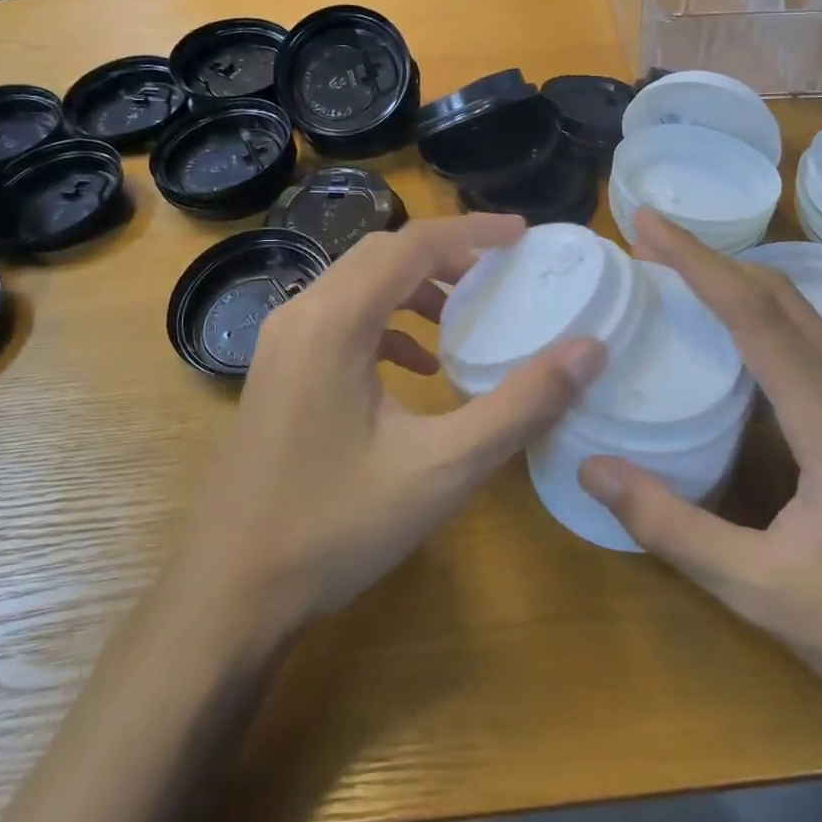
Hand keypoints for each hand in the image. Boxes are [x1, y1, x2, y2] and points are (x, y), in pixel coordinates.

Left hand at [177, 214, 606, 636]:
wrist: (232, 590)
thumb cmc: (336, 528)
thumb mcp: (441, 469)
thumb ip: (519, 406)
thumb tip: (589, 351)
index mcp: (334, 322)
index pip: (411, 245)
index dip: (472, 232)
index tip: (523, 234)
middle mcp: (300, 315)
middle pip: (381, 254)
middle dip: (445, 253)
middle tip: (500, 271)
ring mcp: (281, 342)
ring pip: (357, 283)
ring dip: (413, 286)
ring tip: (464, 314)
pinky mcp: (278, 369)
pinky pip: (339, 318)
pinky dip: (386, 323)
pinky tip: (417, 367)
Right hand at [578, 211, 821, 753]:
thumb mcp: (761, 590)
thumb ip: (672, 526)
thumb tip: (592, 468)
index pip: (755, 315)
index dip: (696, 261)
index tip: (648, 223)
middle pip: (782, 299)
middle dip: (713, 259)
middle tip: (652, 239)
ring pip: (805, 319)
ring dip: (742, 285)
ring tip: (682, 277)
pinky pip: (818, 349)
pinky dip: (768, 322)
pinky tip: (738, 345)